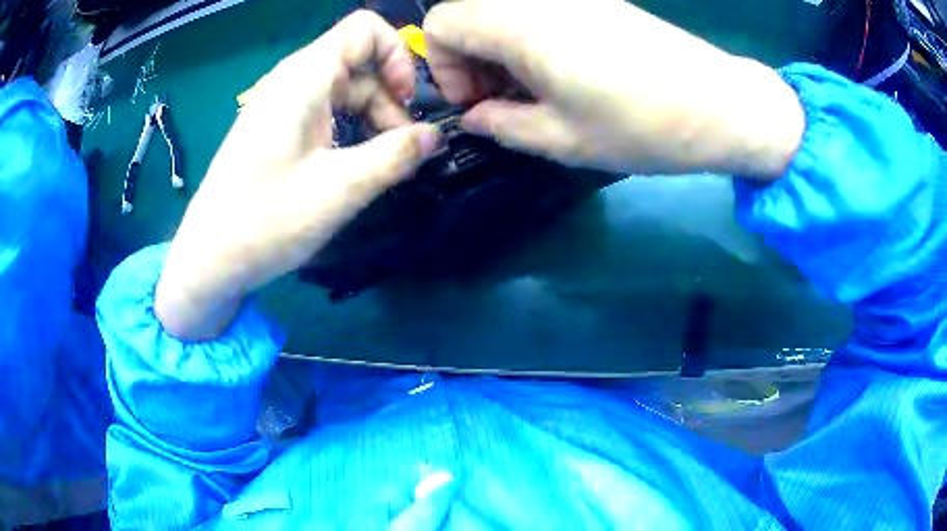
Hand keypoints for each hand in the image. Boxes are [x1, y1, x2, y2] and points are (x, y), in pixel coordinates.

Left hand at [155, 11, 440, 339]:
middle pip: (358, 63)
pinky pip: (324, 111)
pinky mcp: (275, 128)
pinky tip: (351, 165)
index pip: (364, 29)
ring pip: (343, 89)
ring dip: (371, 118)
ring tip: (379, 165)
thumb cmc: (267, 221)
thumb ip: (395, 156)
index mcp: (304, 79)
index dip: (396, 54)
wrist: (210, 257)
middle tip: (401, 150)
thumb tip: (435, 136)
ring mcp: (280, 104)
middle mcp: (291, 80)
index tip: (408, 101)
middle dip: (389, 98)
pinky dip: (348, 129)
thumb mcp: (340, 189)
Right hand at [423, 0, 803, 175]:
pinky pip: (539, 10)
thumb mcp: (563, 139)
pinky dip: (531, 39)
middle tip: (502, 99)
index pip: (440, 23)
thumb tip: (476, 117)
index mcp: (520, 25)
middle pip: (468, 11)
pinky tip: (562, 73)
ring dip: (500, 49)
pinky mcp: (598, 1)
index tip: (476, 101)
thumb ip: (502, 125)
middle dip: (469, 57)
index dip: (443, 65)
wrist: (720, 104)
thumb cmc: (642, 125)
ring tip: (535, 91)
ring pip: (503, 10)